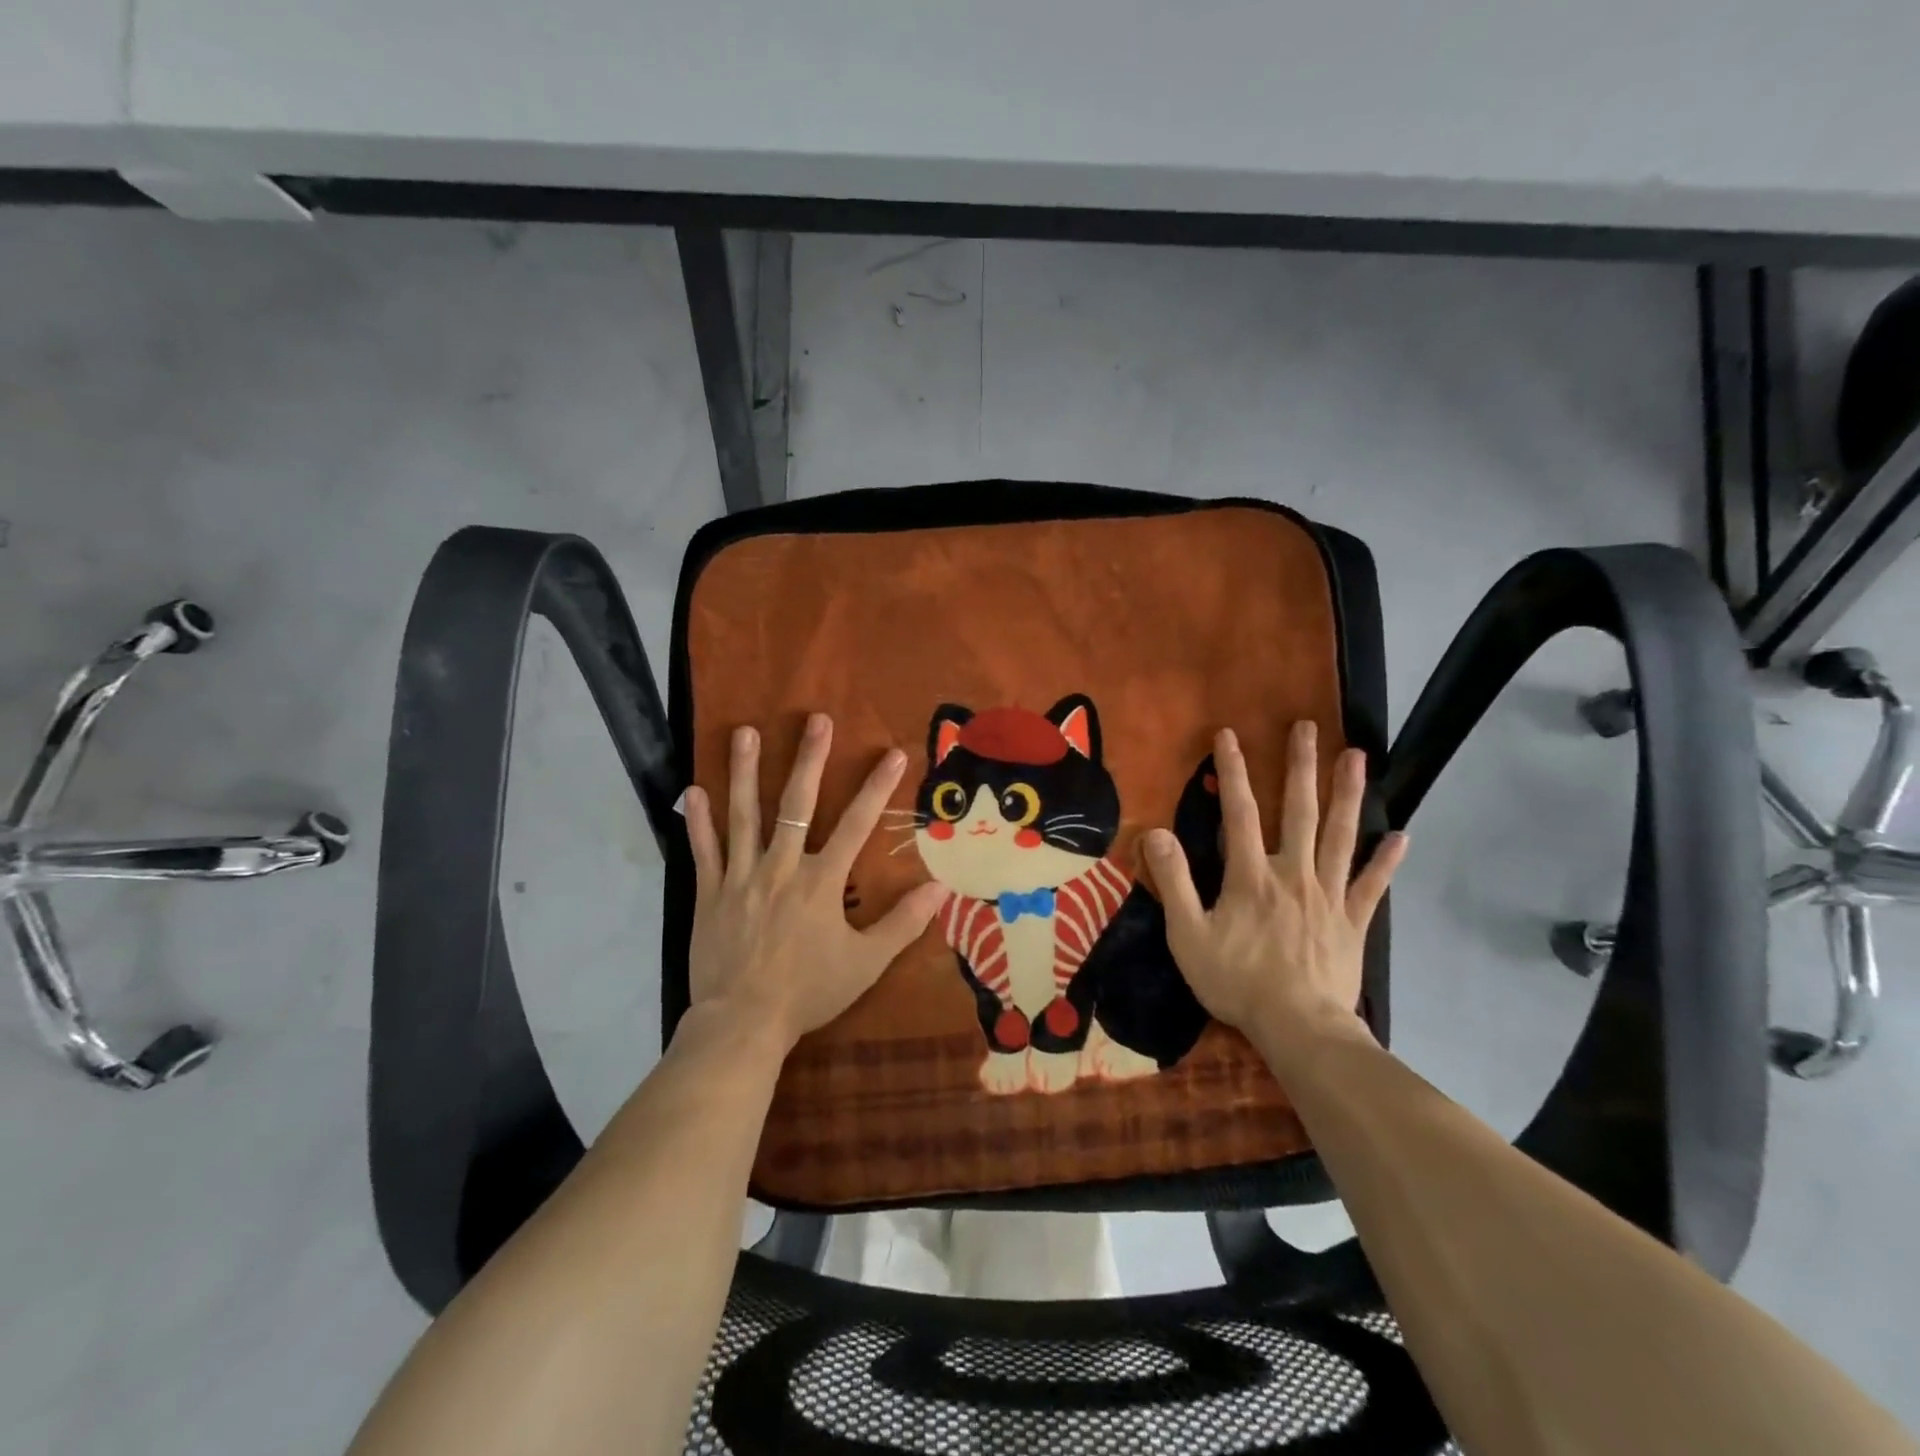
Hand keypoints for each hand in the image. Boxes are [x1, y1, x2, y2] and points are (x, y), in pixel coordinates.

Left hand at [683, 714, 947, 1057]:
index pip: (857, 825)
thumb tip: (941, 889)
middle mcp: (782, 867)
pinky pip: (703, 851)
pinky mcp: (710, 893)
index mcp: (822, 882)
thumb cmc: (809, 992)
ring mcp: (741, 877)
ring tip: (746, 732)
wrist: (742, 1023)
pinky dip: (697, 821)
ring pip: (743, 815)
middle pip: (797, 805)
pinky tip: (693, 790)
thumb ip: (903, 923)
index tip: (893, 752)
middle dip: (809, 759)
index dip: (878, 787)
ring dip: (745, 771)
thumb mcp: (866, 963)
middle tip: (815, 720)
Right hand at [1145, 722, 1406, 1064]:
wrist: (1299, 1028)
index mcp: (1251, 875)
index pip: (1239, 812)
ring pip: (1340, 835)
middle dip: (1300, 766)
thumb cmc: (1237, 981)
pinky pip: (1372, 886)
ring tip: (1357, 758)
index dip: (1232, 772)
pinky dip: (1387, 861)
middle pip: (1299, 811)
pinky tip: (1401, 836)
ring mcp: (1329, 895)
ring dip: (1348, 794)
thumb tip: (1155, 831)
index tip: (1229, 735)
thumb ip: (1173, 881)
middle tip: (1308, 727)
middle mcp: (1293, 873)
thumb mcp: (1187, 934)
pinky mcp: (1353, 921)